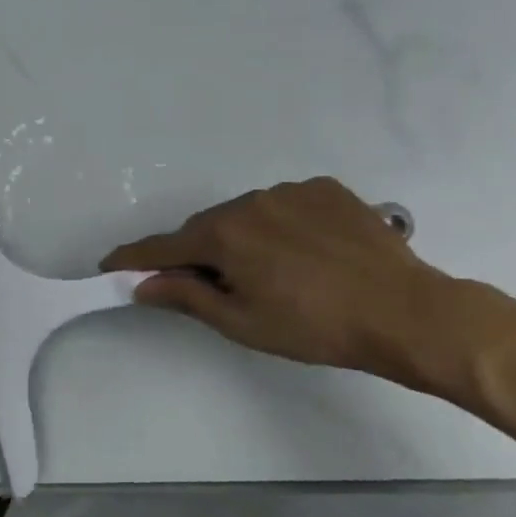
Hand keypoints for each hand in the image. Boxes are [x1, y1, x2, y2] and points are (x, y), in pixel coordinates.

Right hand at [100, 177, 453, 386]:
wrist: (407, 312)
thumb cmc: (314, 326)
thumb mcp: (241, 322)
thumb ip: (186, 297)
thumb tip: (143, 285)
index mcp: (223, 235)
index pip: (162, 247)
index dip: (133, 259)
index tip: (109, 264)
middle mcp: (249, 202)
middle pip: (205, 228)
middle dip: (197, 253)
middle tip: (210, 285)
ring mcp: (290, 191)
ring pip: (244, 214)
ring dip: (239, 238)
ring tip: (268, 271)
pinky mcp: (326, 189)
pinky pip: (283, 205)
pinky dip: (278, 225)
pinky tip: (302, 251)